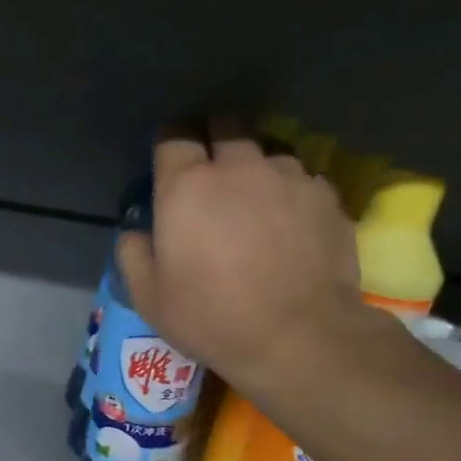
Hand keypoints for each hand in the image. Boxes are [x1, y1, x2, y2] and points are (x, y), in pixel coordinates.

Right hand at [117, 122, 364, 394]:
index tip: (168, 158)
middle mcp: (239, 167)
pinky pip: (301, 178)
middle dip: (213, 135)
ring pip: (267, 150)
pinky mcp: (327, 196)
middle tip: (209, 168)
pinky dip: (288, 191)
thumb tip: (136, 232)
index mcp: (187, 186)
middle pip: (226, 124)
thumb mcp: (148, 296)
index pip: (174, 135)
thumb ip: (133, 253)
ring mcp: (289, 177)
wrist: (298, 336)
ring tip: (254, 197)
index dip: (168, 140)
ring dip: (254, 165)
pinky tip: (288, 221)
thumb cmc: (210, 316)